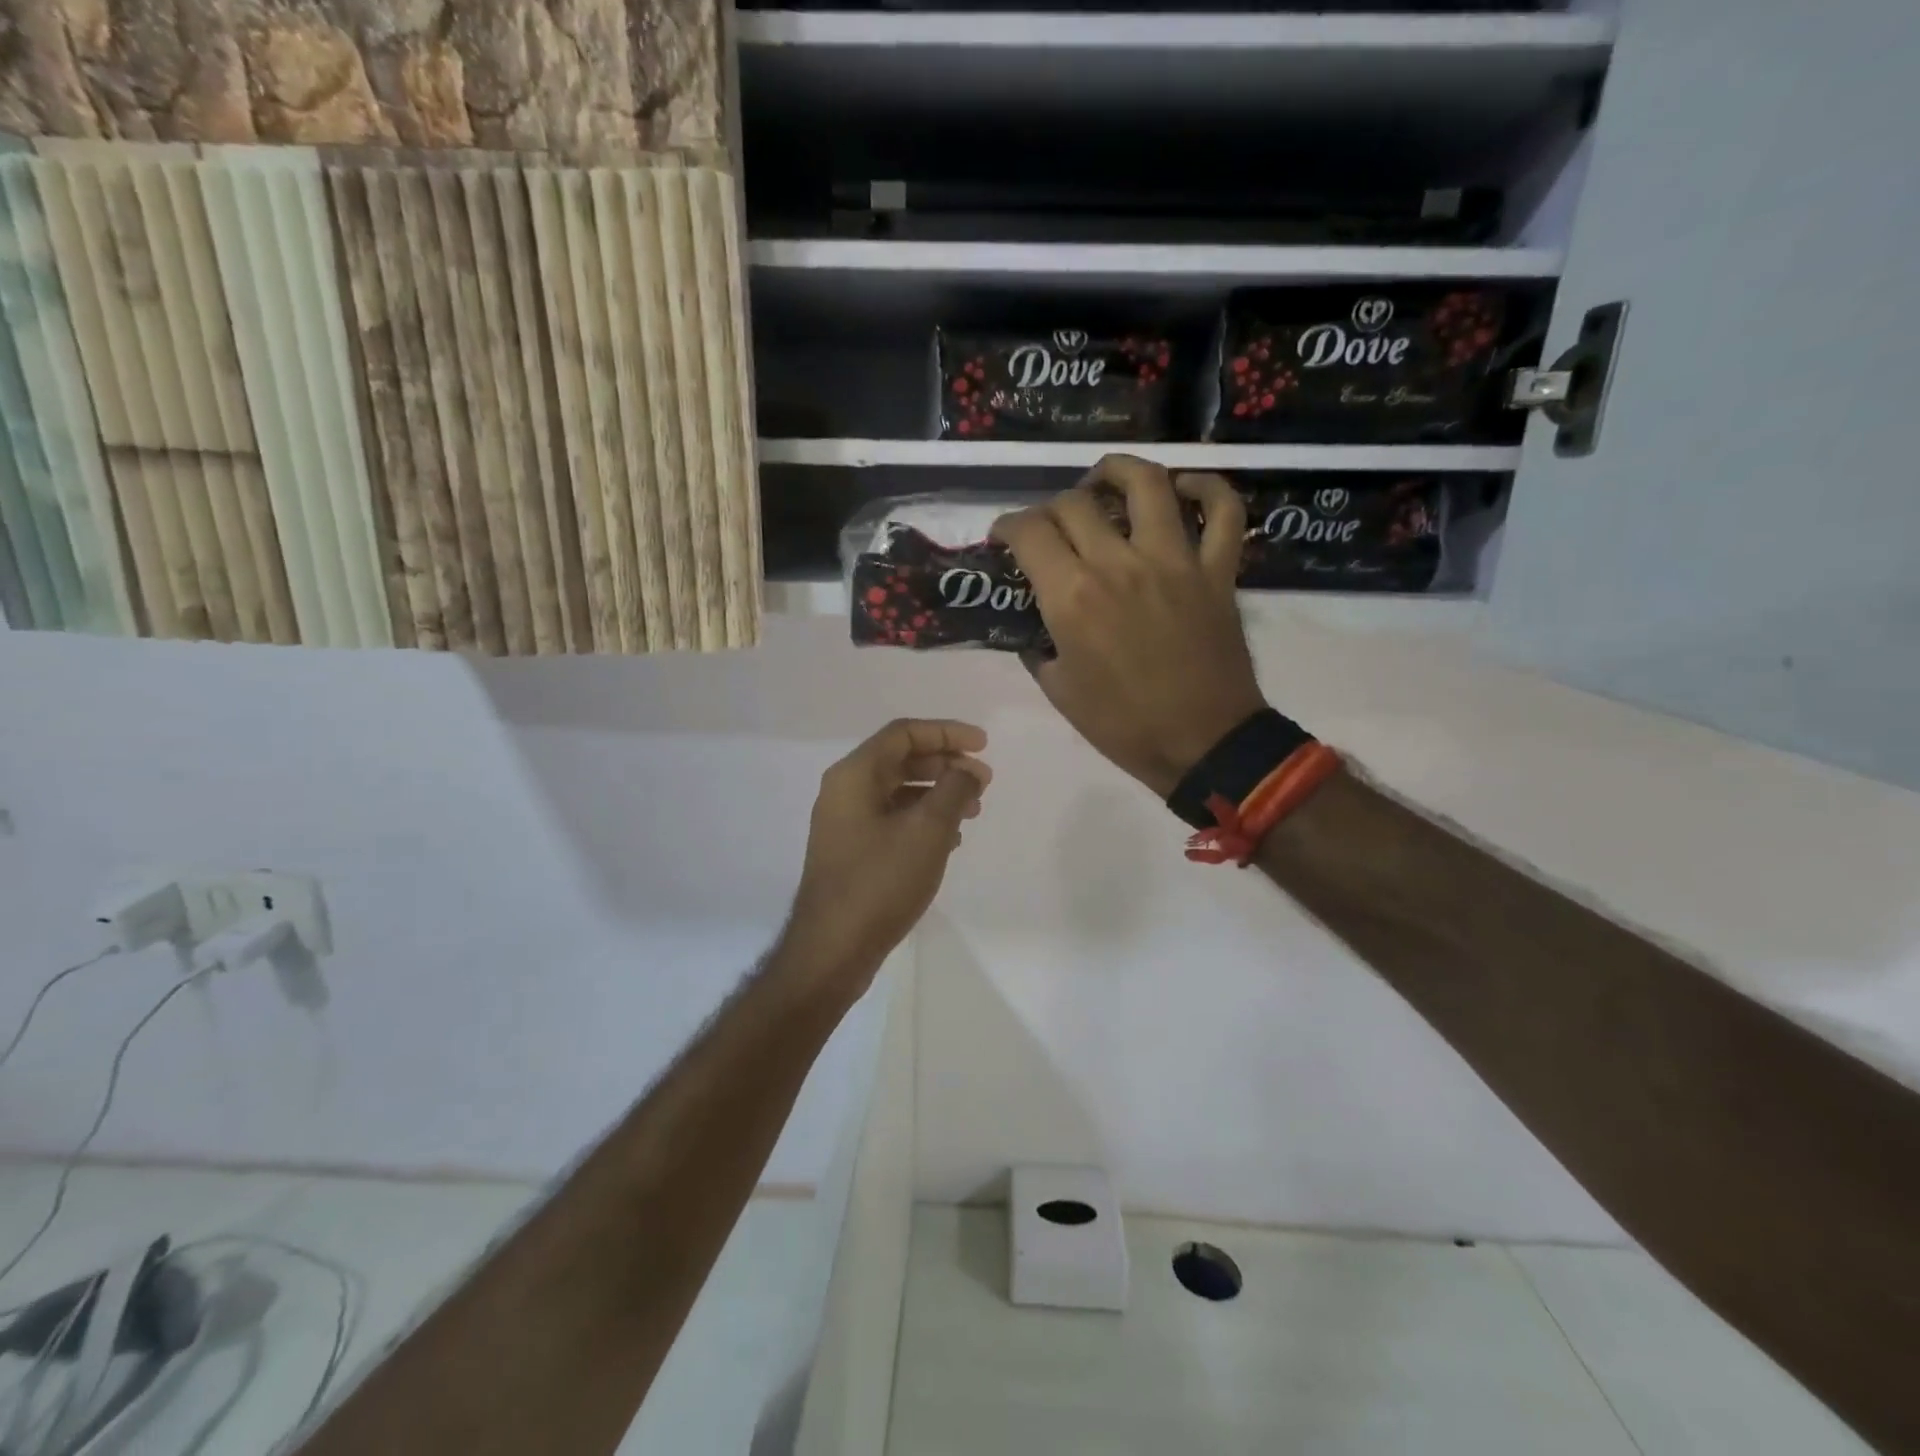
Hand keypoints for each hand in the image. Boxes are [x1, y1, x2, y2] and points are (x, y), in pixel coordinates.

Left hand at [780, 719, 990, 996]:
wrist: (833, 949)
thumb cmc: (880, 882)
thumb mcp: (928, 830)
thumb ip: (954, 790)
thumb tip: (967, 771)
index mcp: (854, 775)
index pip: (904, 733)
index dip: (947, 732)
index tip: (983, 745)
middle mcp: (844, 791)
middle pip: (901, 759)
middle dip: (946, 764)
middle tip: (984, 781)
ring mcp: (845, 823)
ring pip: (898, 791)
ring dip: (938, 793)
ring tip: (973, 811)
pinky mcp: (851, 851)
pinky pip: (892, 819)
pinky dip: (922, 819)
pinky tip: (950, 839)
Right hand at [993, 455, 1265, 798]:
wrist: (1202, 744)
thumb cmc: (1123, 726)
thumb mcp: (1060, 691)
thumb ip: (1040, 647)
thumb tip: (1038, 626)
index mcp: (1073, 598)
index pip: (1029, 532)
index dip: (1007, 525)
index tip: (1005, 536)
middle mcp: (1119, 564)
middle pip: (1076, 503)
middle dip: (1051, 508)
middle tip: (1050, 527)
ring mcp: (1175, 561)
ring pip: (1148, 483)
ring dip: (1117, 471)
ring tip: (1104, 480)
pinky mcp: (1217, 570)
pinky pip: (1224, 512)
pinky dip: (1208, 490)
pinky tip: (1185, 488)